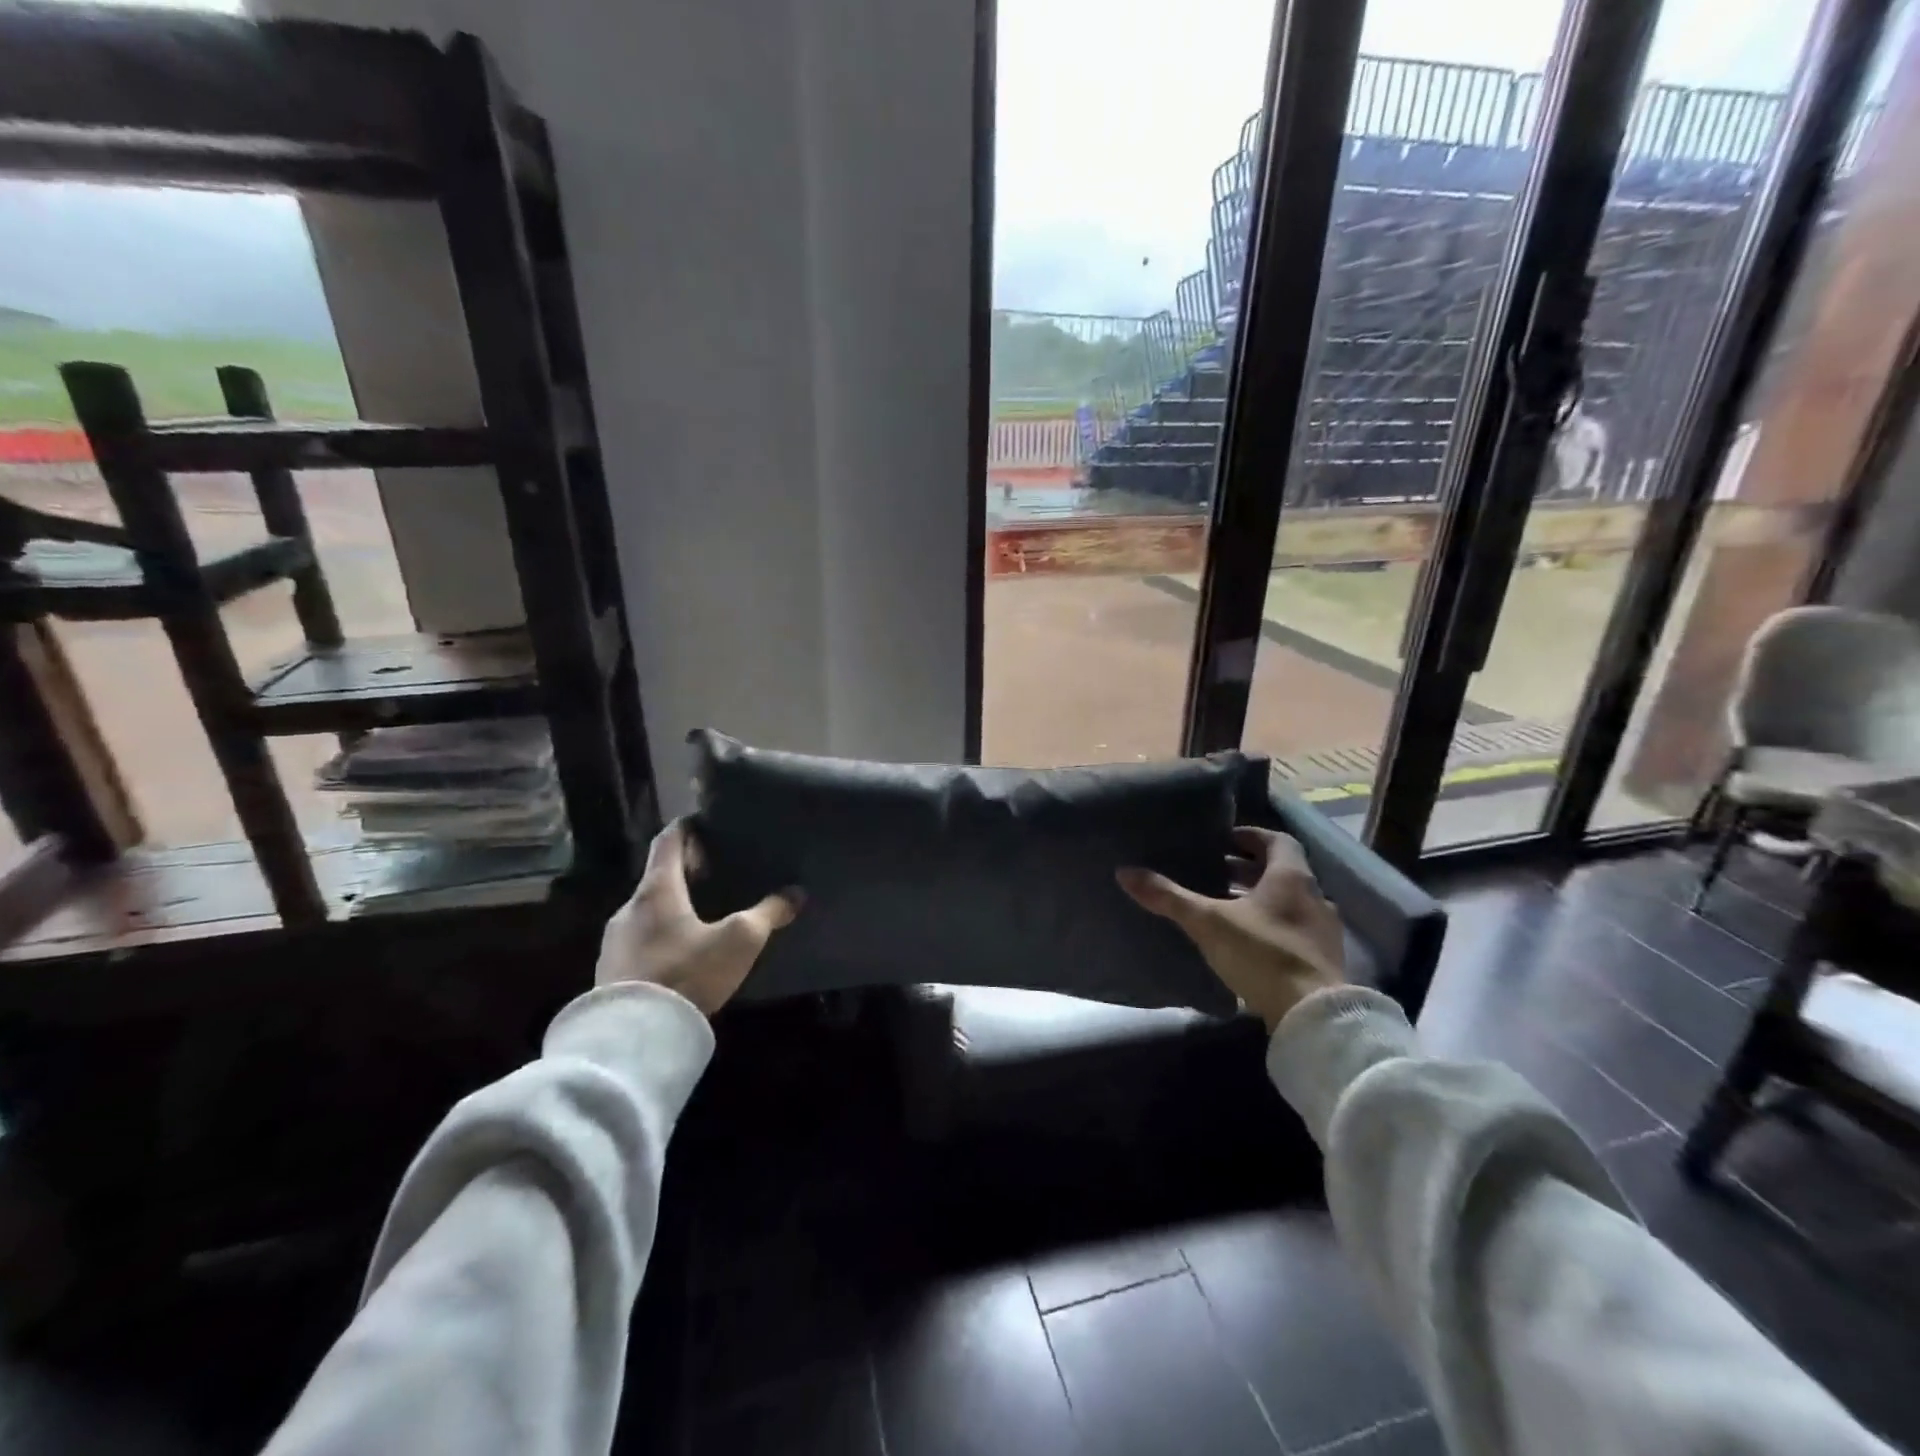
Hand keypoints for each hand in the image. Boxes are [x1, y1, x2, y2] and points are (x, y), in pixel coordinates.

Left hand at [595, 819, 800, 1015]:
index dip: (688, 827)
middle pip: (659, 876)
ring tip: (703, 917)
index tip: (707, 823)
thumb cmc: (688, 972)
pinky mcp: (611, 971)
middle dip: (687, 872)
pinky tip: (682, 955)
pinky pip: (639, 940)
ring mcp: (615, 940)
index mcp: (657, 889)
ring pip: (648, 910)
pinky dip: (661, 935)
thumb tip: (795, 894)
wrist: (634, 1037)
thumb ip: (768, 914)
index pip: (669, 840)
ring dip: (673, 907)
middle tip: (717, 874)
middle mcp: (629, 907)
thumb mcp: (739, 941)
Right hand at [1118, 826, 1344, 1031]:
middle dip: (1246, 870)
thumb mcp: (1208, 922)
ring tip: (1223, 906)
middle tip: (1212, 872)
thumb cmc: (1262, 954)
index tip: (1222, 841)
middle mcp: (1314, 897)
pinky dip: (1270, 925)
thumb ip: (1169, 897)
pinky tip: (1245, 941)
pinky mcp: (1322, 960)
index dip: (1249, 837)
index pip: (1276, 840)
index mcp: (1292, 877)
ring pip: (1288, 902)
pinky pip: (1293, 929)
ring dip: (1259, 899)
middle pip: (1281, 871)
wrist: (1314, 1016)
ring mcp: (1322, 930)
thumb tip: (1125, 872)